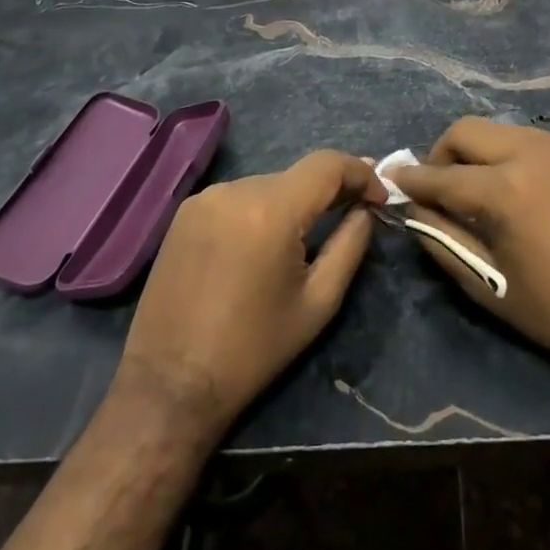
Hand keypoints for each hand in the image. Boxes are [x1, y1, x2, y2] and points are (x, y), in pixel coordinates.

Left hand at [118, 150, 376, 432]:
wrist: (169, 385)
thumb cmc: (253, 349)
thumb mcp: (318, 302)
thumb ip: (350, 245)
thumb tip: (365, 209)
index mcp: (270, 211)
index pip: (327, 165)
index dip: (361, 172)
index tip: (380, 196)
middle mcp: (234, 190)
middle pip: (297, 175)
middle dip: (330, 190)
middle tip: (355, 212)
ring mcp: (204, 198)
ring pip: (268, 185)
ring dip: (294, 201)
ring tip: (309, 234)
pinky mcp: (184, 213)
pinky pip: (238, 197)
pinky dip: (261, 210)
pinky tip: (264, 243)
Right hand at [391, 118, 549, 382]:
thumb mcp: (488, 284)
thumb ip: (442, 238)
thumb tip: (414, 208)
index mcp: (507, 189)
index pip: (443, 174)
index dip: (413, 178)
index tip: (394, 178)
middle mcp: (537, 153)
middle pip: (470, 130)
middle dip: (444, 153)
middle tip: (441, 183)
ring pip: (508, 132)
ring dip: (486, 154)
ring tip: (487, 187)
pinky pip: (545, 145)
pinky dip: (525, 160)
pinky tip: (534, 193)